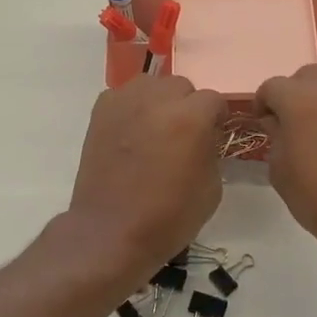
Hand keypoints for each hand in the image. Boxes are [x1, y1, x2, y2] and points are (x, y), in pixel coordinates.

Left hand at [68, 75, 227, 282]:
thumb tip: (204, 137)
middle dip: (187, 106)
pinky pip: (123, 95)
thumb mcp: (212, 187)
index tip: (212, 136)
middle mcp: (158, 100)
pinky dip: (131, 107)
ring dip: (158, 101)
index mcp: (191, 117)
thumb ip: (211, 150)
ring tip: (155, 129)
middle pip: (181, 86)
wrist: (112, 231)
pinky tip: (131, 132)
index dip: (216, 119)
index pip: (213, 100)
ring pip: (151, 85)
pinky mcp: (101, 111)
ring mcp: (125, 102)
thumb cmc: (169, 216)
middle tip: (182, 135)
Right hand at [255, 66, 316, 257]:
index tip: (262, 122)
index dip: (262, 103)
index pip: (272, 86)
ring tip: (315, 129)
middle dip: (292, 94)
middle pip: (304, 77)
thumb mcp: (280, 170)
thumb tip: (277, 122)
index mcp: (300, 100)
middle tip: (288, 122)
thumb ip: (275, 136)